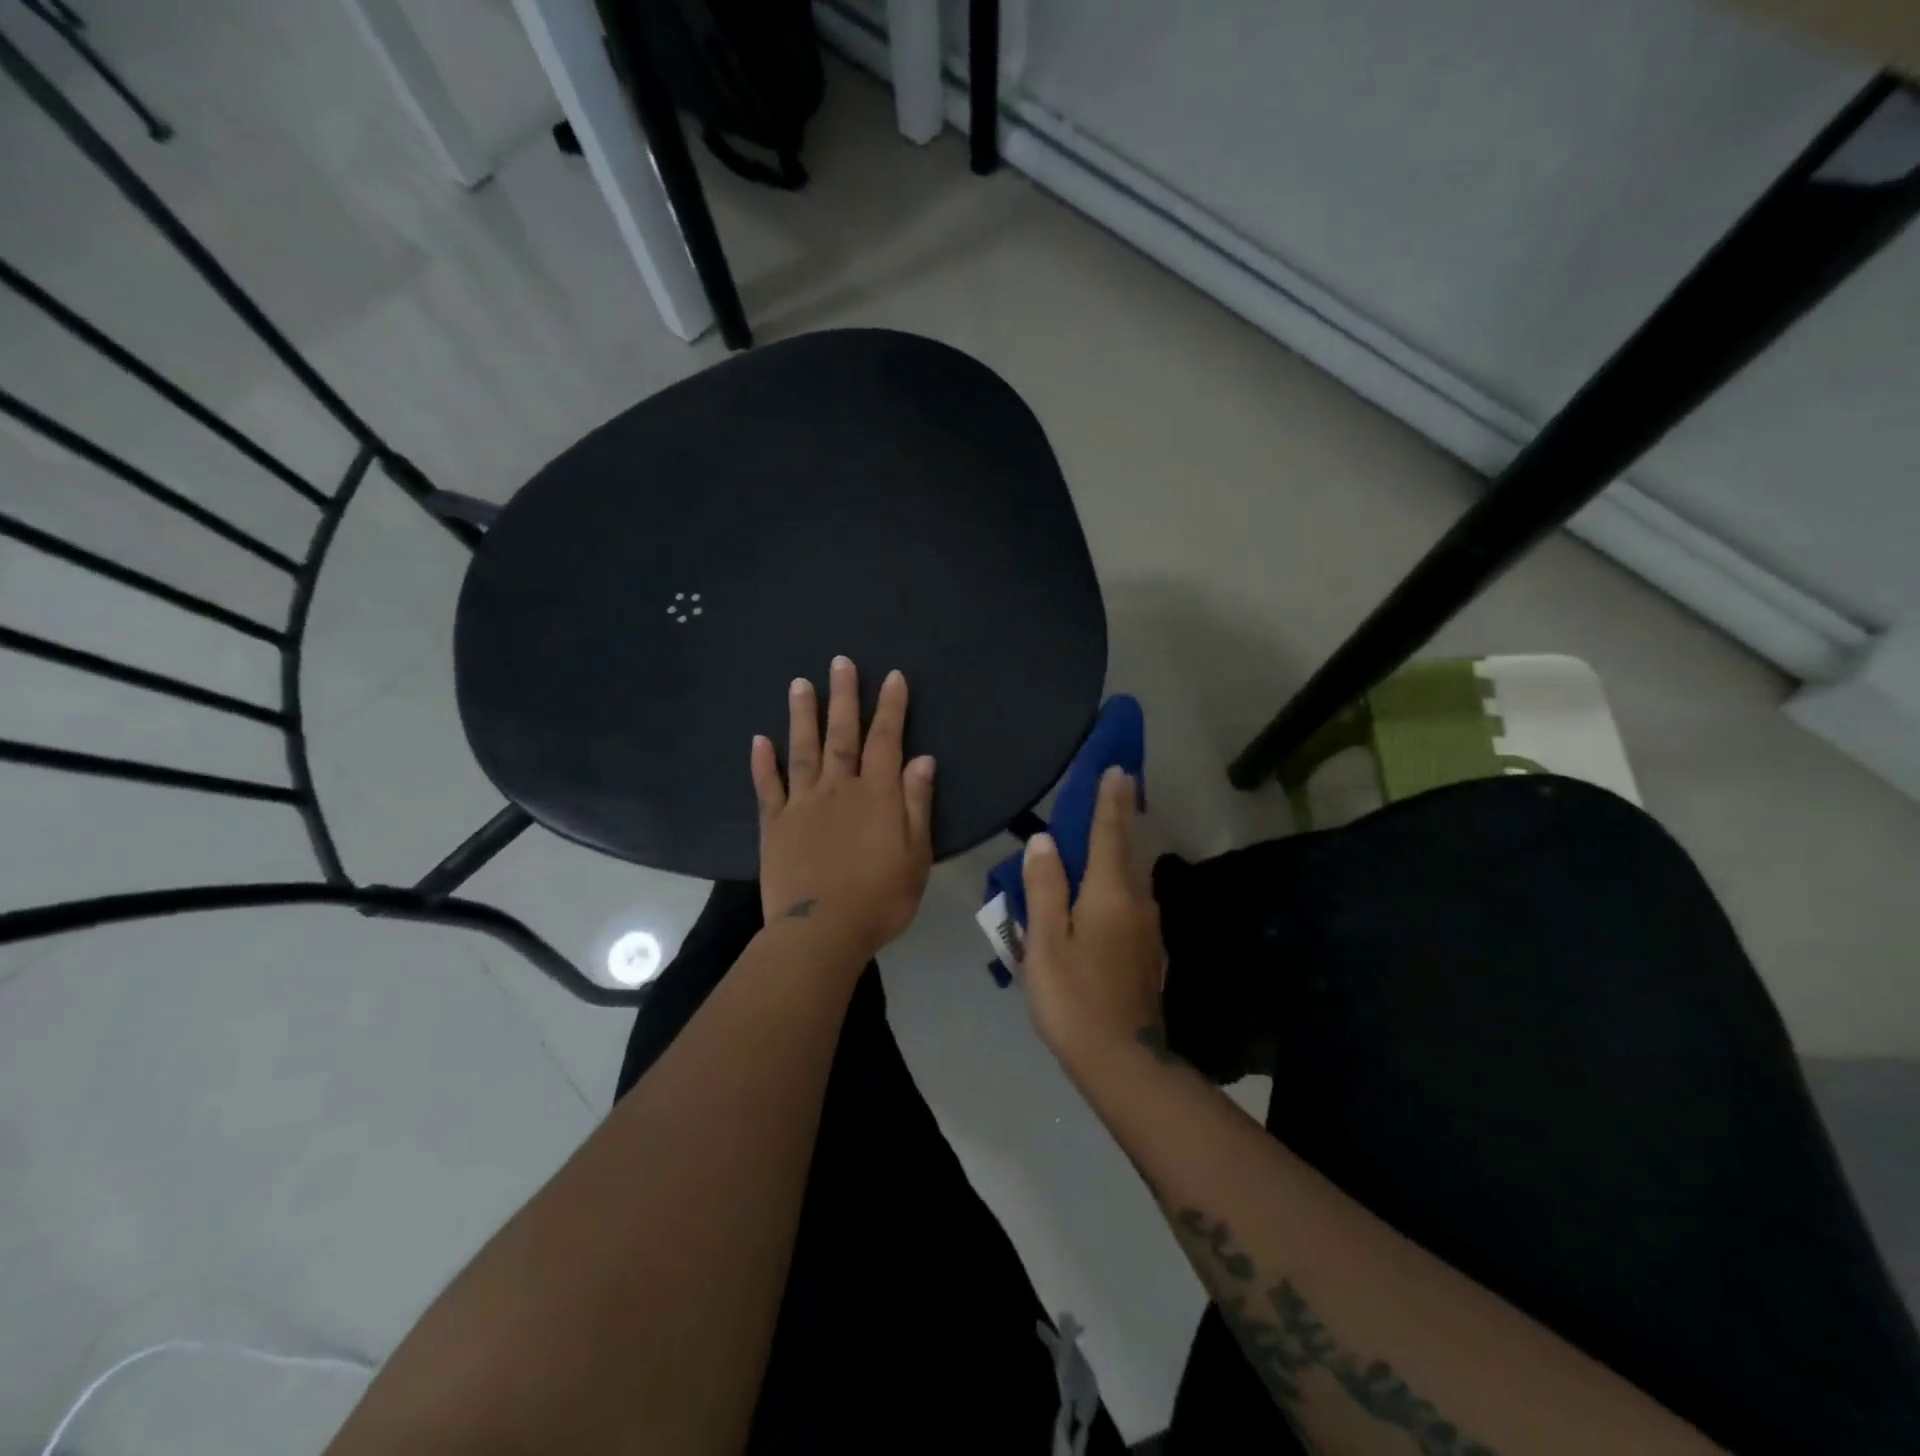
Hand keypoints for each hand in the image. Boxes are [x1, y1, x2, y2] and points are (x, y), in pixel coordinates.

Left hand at [752, 657, 936, 964]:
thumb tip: (923, 759)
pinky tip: (759, 740)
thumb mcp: (915, 854)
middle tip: (840, 662)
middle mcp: (838, 789)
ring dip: (802, 716)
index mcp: (876, 795)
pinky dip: (763, 763)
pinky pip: (768, 788)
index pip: (887, 740)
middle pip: (842, 735)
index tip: (893, 676)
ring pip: (802, 750)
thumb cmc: (880, 898)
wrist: (822, 933)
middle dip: (844, 697)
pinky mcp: (774, 826)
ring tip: (799, 683)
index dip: (891, 707)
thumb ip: (916, 804)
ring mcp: (802, 805)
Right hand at [1019, 766, 1168, 1071]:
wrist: (1124, 1061)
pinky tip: (1109, 887)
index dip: (1110, 800)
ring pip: (1136, 874)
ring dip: (1125, 845)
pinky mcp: (1150, 950)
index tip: (1117, 769)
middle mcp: (1137, 901)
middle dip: (1124, 814)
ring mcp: (1149, 928)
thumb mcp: (1046, 942)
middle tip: (1120, 785)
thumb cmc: (1073, 999)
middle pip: (1130, 848)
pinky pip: (1135, 898)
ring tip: (1111, 827)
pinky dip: (1124, 877)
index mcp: (1109, 894)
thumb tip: (1045, 840)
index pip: (1110, 833)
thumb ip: (1044, 887)